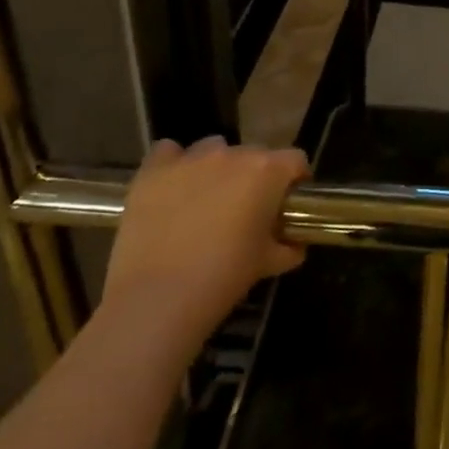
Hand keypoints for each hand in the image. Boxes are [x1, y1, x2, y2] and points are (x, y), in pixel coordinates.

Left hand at [102, 137, 308, 359]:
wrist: (157, 299)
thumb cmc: (223, 277)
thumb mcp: (268, 264)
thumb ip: (289, 247)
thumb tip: (295, 244)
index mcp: (267, 171)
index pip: (295, 160)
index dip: (295, 180)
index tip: (287, 203)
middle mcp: (232, 154)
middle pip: (254, 154)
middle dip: (254, 177)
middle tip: (245, 210)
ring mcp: (191, 159)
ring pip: (213, 149)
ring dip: (216, 168)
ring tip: (206, 201)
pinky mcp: (153, 171)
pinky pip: (169, 152)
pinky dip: (174, 165)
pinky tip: (172, 189)